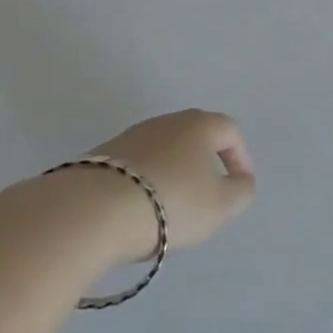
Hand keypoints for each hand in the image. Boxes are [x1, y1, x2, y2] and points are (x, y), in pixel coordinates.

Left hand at [87, 109, 256, 256]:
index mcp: (200, 124)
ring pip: (164, 150)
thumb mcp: (220, 206)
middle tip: (207, 196)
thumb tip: (241, 182)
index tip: (239, 186)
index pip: (230, 131)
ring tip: (170, 208)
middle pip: (195, 137)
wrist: (91, 211)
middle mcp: (167, 121)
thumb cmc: (170, 203)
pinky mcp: (101, 155)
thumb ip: (241, 192)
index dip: (240, 158)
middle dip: (205, 164)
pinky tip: (138, 210)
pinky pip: (135, 166)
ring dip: (173, 173)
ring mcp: (131, 136)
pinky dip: (144, 183)